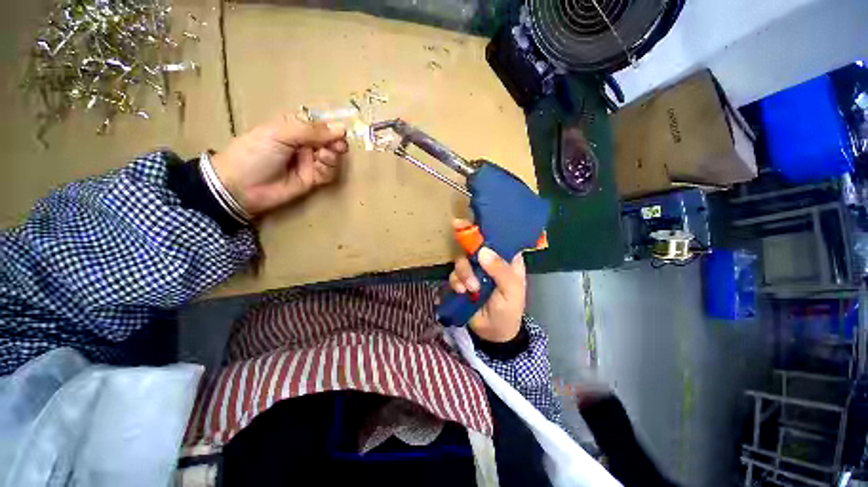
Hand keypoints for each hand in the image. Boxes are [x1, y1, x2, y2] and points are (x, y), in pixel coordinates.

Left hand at [210, 116, 348, 216]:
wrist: (242, 187)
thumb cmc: (255, 153)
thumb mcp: (280, 134)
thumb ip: (311, 131)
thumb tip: (342, 128)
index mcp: (293, 127)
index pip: (319, 124)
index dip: (331, 128)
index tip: (341, 132)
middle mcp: (303, 144)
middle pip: (329, 141)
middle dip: (336, 143)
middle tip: (338, 147)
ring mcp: (309, 162)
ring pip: (332, 157)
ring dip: (332, 157)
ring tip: (322, 157)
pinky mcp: (312, 179)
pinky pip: (328, 173)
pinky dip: (328, 170)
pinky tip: (320, 169)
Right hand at [448, 220, 525, 341]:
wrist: (493, 333)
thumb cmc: (509, 310)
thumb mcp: (512, 291)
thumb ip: (501, 271)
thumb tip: (483, 251)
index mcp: (506, 259)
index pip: (497, 238)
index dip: (485, 229)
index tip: (470, 222)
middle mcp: (489, 261)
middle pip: (474, 246)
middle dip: (467, 251)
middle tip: (463, 252)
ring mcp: (474, 270)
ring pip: (462, 260)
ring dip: (463, 273)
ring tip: (470, 289)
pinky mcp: (462, 281)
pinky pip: (454, 274)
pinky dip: (456, 282)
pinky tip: (462, 292)